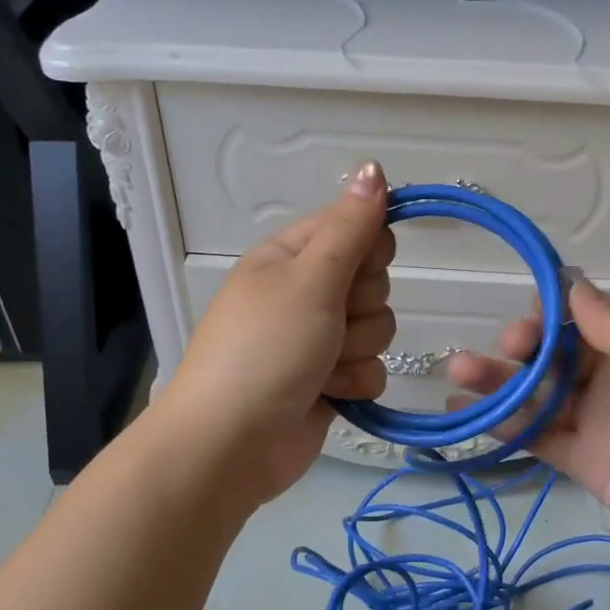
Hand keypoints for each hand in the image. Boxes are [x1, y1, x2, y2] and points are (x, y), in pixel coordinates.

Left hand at [159, 161, 395, 505]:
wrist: (231, 444)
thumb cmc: (266, 349)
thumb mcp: (310, 278)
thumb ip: (350, 226)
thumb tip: (373, 165)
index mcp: (290, 256)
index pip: (355, 227)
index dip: (368, 249)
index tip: (358, 269)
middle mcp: (305, 292)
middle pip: (373, 280)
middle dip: (360, 307)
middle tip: (329, 323)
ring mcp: (318, 339)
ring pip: (377, 327)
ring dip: (357, 350)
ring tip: (321, 367)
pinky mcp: (330, 381)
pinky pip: (371, 368)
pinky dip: (355, 382)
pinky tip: (329, 394)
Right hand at [446, 278, 609, 579]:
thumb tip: (572, 287)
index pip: (585, 316)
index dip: (554, 310)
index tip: (532, 314)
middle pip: (553, 352)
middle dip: (523, 346)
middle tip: (507, 348)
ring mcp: (593, 418)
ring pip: (536, 392)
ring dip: (497, 381)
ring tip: (459, 373)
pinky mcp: (582, 461)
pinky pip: (536, 437)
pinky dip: (501, 425)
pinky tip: (465, 412)